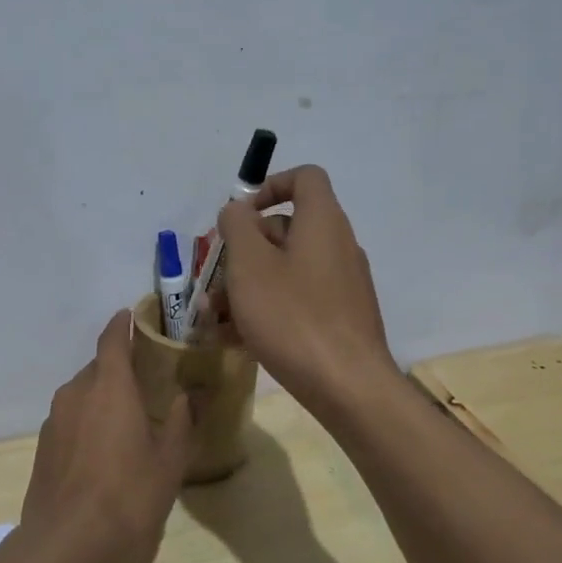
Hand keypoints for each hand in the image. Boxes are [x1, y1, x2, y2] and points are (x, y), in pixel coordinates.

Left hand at [18, 309, 194, 562]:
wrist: (68, 551)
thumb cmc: (129, 497)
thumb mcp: (169, 460)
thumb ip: (179, 422)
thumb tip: (186, 396)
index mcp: (108, 386)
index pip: (113, 339)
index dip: (123, 324)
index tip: (134, 315)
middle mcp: (75, 395)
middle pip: (97, 369)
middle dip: (119, 370)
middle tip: (147, 382)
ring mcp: (54, 423)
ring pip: (82, 397)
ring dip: (103, 400)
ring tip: (129, 420)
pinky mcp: (43, 452)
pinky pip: (70, 423)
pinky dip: (88, 425)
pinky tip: (106, 453)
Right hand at [217, 165, 393, 413]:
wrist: (348, 385)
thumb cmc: (293, 317)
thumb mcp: (250, 265)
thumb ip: (237, 227)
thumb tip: (237, 210)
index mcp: (323, 222)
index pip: (304, 177)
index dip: (269, 185)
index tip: (239, 216)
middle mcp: (338, 246)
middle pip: (287, 228)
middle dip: (244, 249)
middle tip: (214, 275)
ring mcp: (342, 284)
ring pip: (287, 270)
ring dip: (248, 284)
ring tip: (213, 315)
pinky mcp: (341, 317)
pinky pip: (298, 300)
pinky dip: (268, 308)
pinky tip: (236, 338)